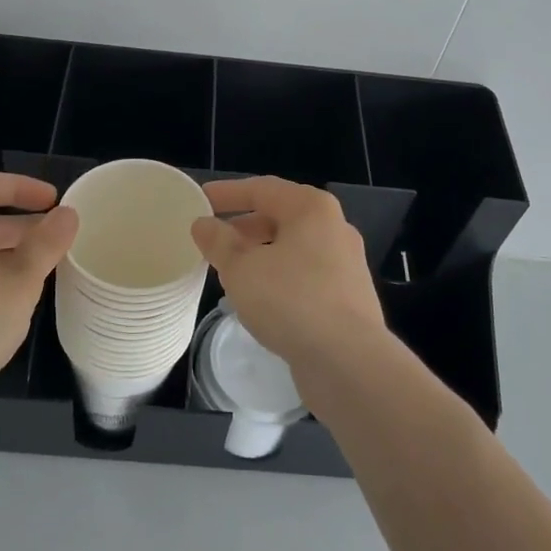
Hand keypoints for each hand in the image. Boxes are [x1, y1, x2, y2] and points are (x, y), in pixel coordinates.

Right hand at [190, 176, 385, 373]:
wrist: (349, 361)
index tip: (201, 199)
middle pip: (280, 217)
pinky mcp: (348, 297)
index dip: (228, 193)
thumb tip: (203, 224)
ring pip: (293, 249)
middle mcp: (334, 228)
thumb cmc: (291, 300)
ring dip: (260, 255)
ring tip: (230, 271)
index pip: (262, 189)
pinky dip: (278, 278)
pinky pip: (304, 275)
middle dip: (244, 227)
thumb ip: (219, 242)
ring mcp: (345, 264)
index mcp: (312, 209)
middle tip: (213, 240)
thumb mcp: (241, 269)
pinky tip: (259, 299)